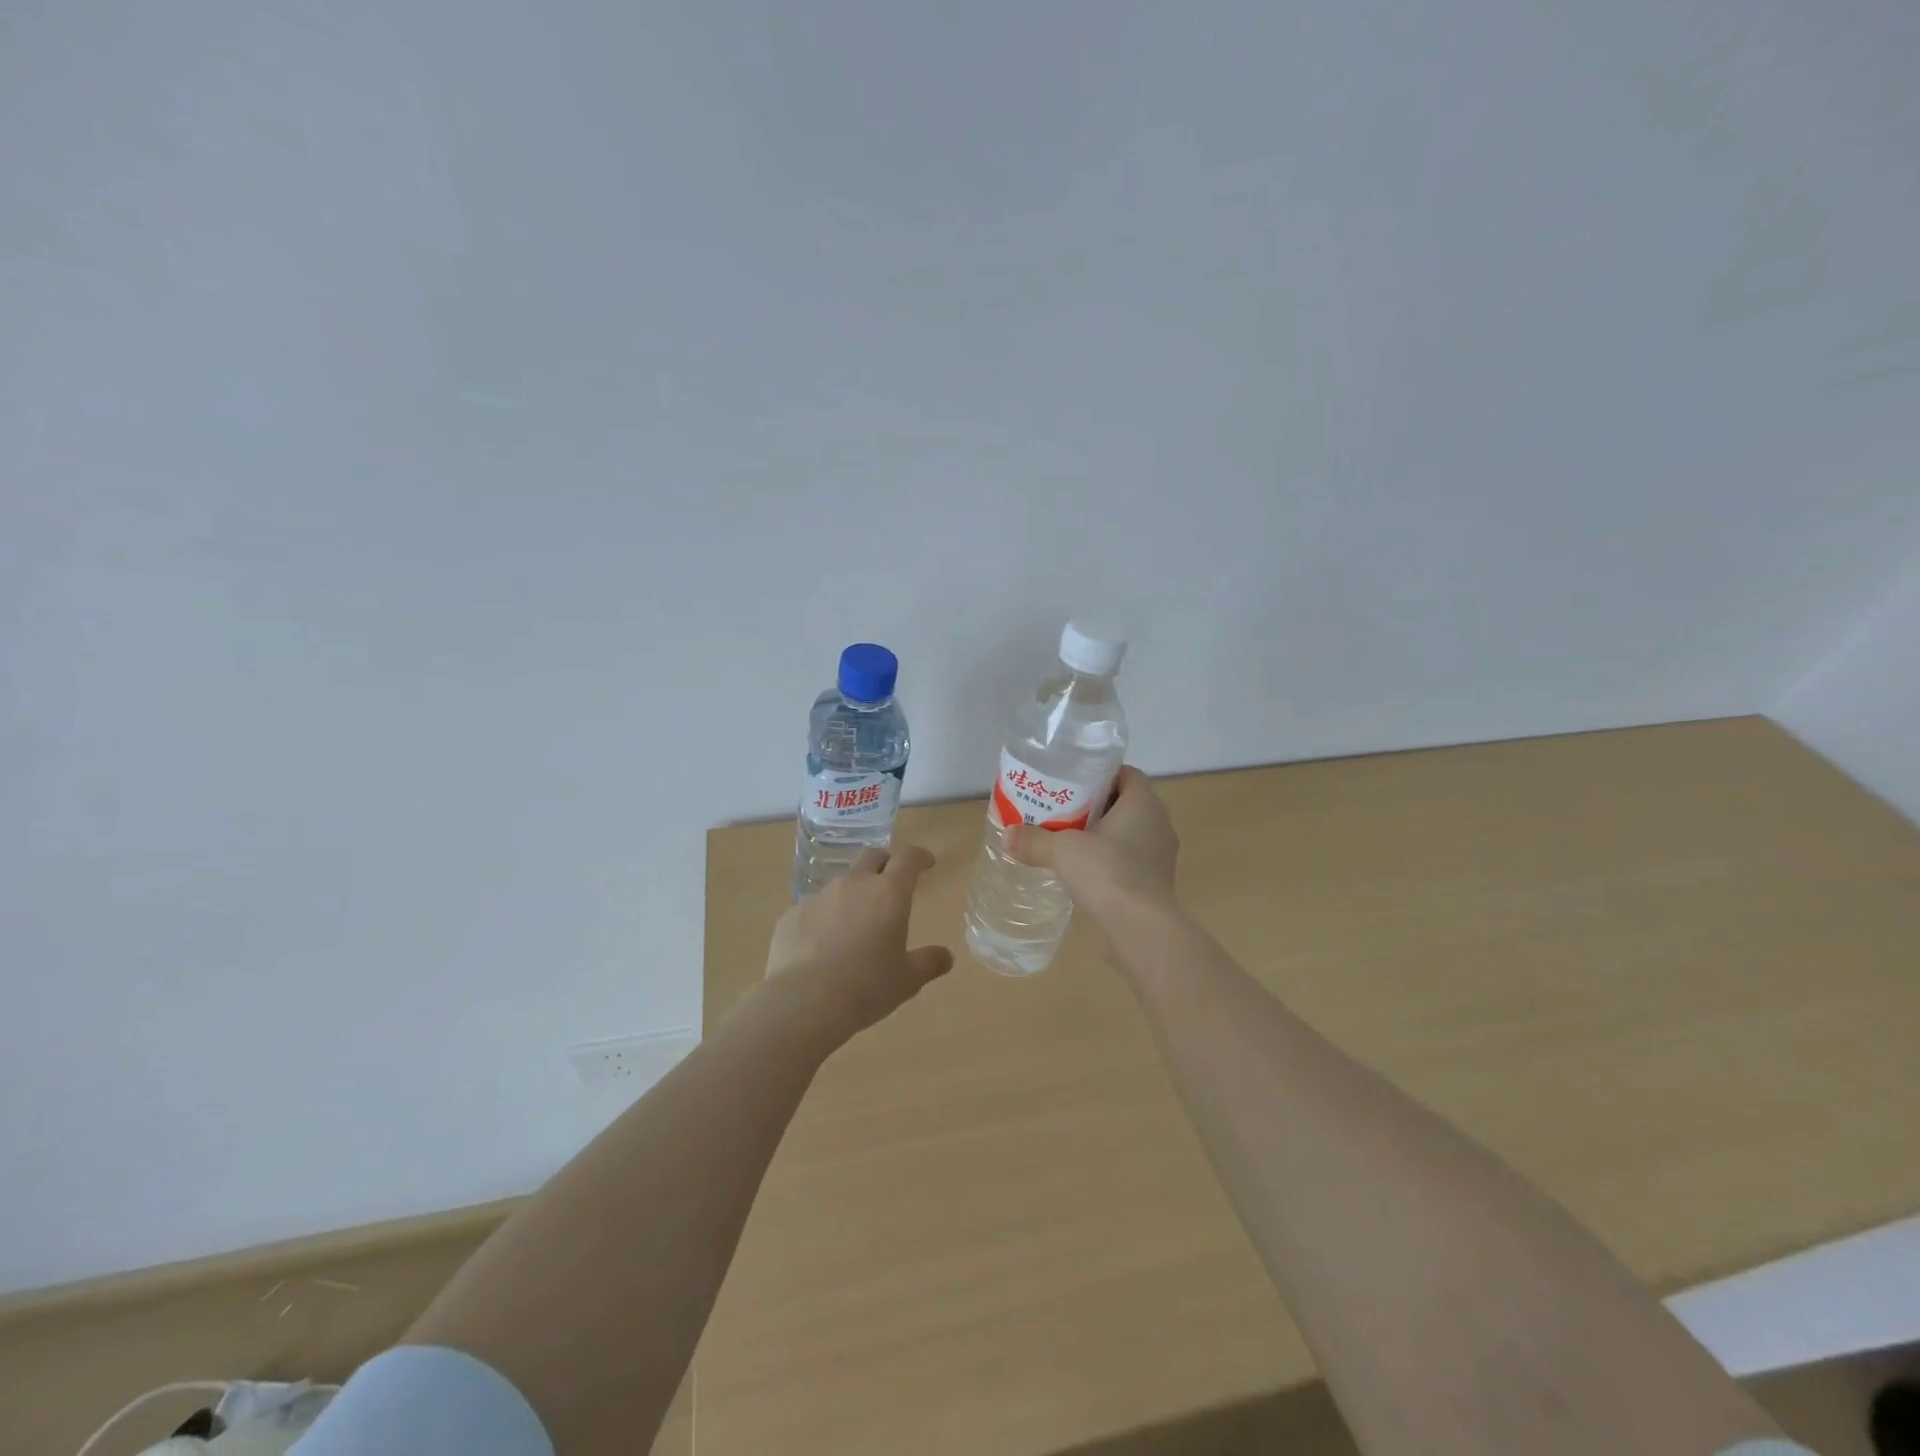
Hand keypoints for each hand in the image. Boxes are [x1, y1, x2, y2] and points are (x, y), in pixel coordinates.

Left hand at [765, 845, 953, 1037]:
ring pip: (841, 882)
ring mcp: (819, 896)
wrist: (804, 1002)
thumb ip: (929, 963)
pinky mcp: (791, 914)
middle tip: (890, 884)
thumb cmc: (866, 987)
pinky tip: (820, 945)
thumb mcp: (907, 980)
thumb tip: (946, 956)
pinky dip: (823, 917)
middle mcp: (854, 884)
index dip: (920, 857)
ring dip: (852, 893)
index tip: (926, 863)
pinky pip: (813, 907)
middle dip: (885, 864)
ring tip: (854, 923)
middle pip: (872, 857)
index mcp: (889, 893)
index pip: (908, 858)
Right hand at [1006, 767, 1178, 935]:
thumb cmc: (1108, 873)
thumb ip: (1034, 840)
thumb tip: (1007, 836)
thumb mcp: (1063, 851)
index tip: (1072, 781)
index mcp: (1144, 804)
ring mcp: (1160, 855)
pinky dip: (1110, 859)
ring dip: (1102, 834)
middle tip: (1062, 808)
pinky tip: (1084, 870)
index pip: (1127, 774)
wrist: (1141, 929)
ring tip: (1068, 839)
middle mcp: (1158, 824)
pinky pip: (1131, 859)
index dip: (1101, 773)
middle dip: (1095, 804)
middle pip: (1125, 803)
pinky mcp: (1155, 882)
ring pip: (1128, 833)